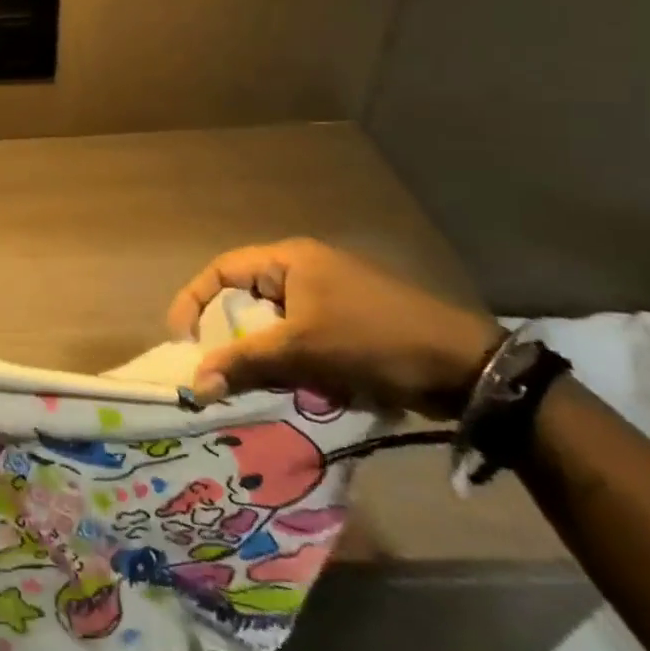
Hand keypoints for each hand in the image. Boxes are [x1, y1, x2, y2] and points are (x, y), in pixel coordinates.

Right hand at [168, 238, 504, 418]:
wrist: (466, 366)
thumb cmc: (374, 340)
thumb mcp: (303, 350)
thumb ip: (245, 363)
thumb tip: (195, 384)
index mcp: (288, 260)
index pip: (221, 271)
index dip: (194, 302)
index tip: (183, 342)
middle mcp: (303, 270)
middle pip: (245, 299)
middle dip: (228, 336)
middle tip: (217, 369)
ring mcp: (328, 297)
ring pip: (273, 324)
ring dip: (261, 355)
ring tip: (255, 386)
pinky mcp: (348, 324)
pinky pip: (300, 339)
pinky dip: (291, 363)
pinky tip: (296, 390)